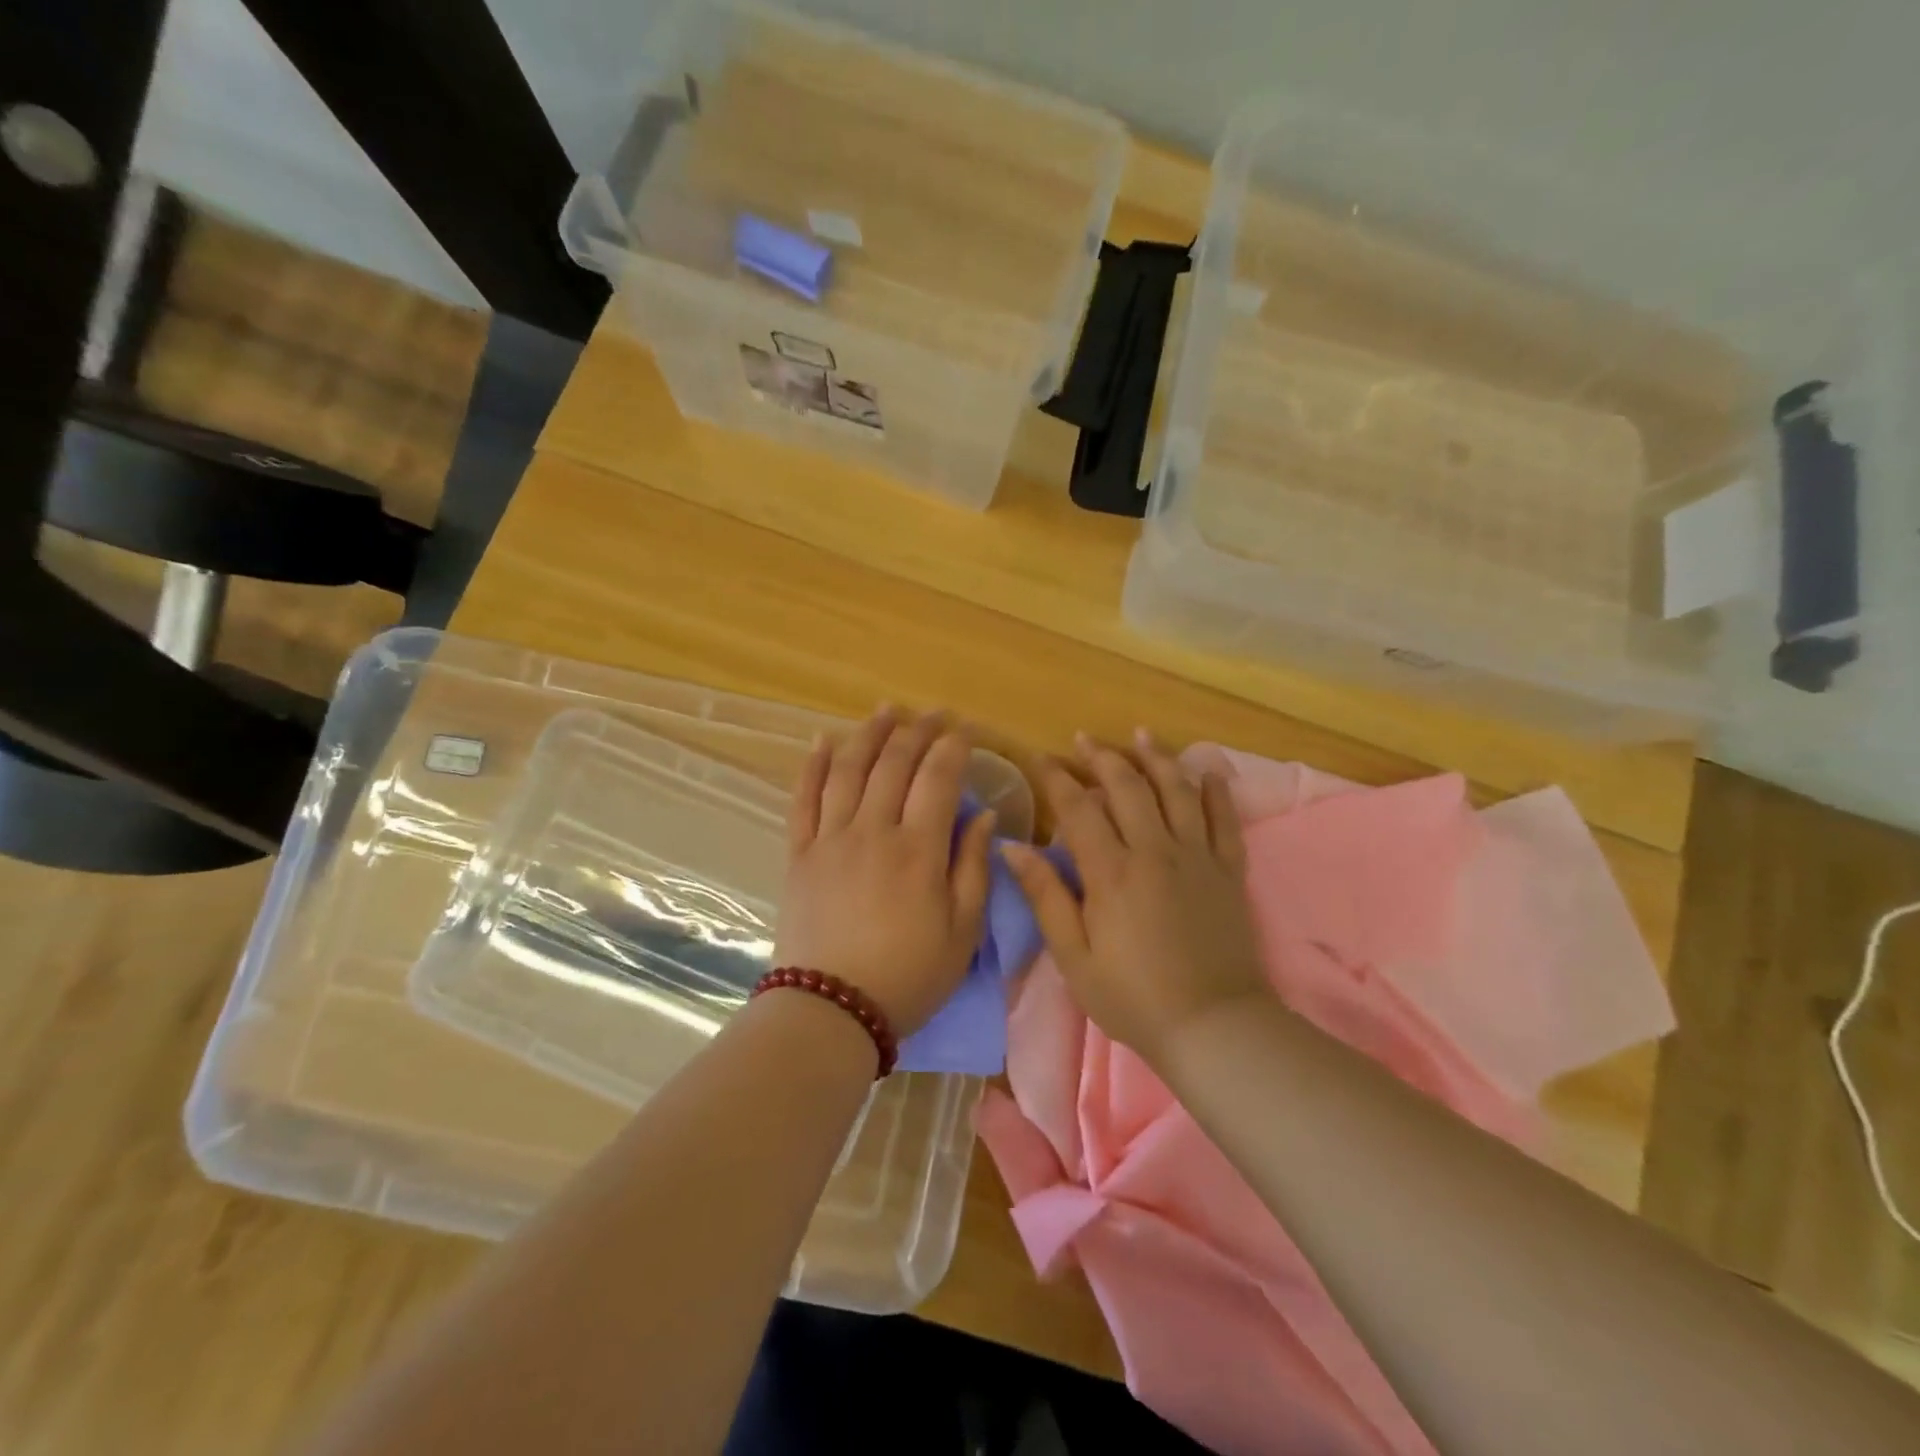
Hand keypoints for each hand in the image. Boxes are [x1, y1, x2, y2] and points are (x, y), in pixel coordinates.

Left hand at [774, 708, 995, 1037]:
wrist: (831, 1009)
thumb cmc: (908, 975)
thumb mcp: (962, 931)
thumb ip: (974, 867)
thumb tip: (983, 814)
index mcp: (918, 850)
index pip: (938, 779)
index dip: (953, 748)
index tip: (964, 730)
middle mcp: (873, 830)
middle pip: (895, 764)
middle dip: (917, 732)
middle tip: (932, 714)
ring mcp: (830, 838)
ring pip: (849, 770)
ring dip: (870, 734)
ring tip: (886, 711)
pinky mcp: (800, 853)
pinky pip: (804, 798)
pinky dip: (814, 765)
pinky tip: (824, 741)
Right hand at [1000, 730, 1269, 1065]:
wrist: (1213, 1026)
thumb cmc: (1132, 997)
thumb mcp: (1073, 956)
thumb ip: (1045, 896)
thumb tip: (1012, 847)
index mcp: (1112, 871)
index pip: (1079, 808)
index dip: (1057, 778)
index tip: (1040, 758)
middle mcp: (1156, 851)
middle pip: (1129, 787)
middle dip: (1103, 758)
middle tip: (1085, 739)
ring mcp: (1198, 857)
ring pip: (1177, 791)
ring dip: (1157, 758)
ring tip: (1141, 735)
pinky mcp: (1229, 871)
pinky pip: (1225, 820)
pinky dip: (1216, 792)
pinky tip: (1208, 772)